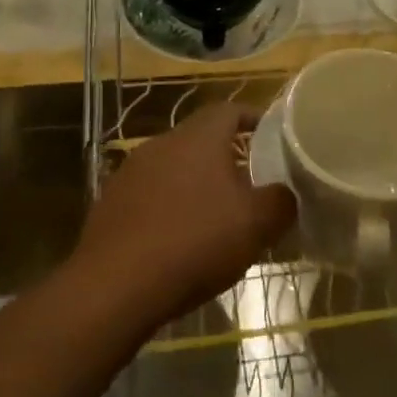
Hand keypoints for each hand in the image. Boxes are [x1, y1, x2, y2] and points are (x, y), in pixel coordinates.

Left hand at [72, 103, 294, 327]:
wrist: (114, 287)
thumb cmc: (194, 242)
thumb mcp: (255, 225)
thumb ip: (280, 201)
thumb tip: (286, 193)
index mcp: (198, 137)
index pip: (230, 109)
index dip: (253, 118)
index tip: (272, 135)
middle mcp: (162, 143)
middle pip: (200, 139)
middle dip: (226, 157)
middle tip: (250, 182)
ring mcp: (130, 172)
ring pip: (174, 167)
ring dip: (195, 184)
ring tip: (216, 215)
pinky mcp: (110, 203)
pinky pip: (149, 195)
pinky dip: (168, 208)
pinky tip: (178, 240)